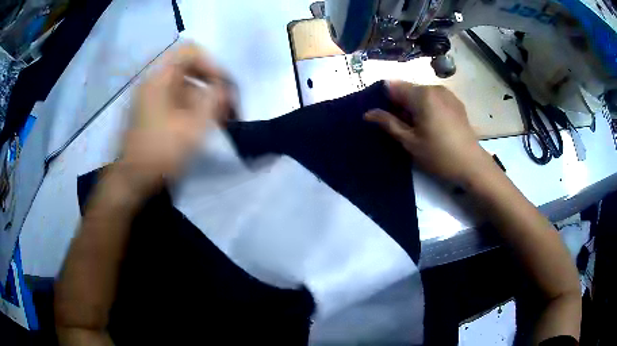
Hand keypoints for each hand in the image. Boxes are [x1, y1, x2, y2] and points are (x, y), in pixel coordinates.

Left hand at [118, 42, 233, 197]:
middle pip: (189, 71)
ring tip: (218, 122)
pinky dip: (192, 109)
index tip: (222, 85)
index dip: (210, 63)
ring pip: (184, 88)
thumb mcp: (193, 127)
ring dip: (203, 100)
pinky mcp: (151, 113)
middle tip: (226, 106)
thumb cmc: (160, 153)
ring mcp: (150, 98)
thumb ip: (213, 101)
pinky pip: (176, 101)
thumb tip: (224, 88)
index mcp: (159, 79)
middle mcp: (153, 83)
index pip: (189, 52)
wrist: (131, 181)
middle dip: (211, 86)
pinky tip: (202, 127)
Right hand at [365, 81, 493, 184]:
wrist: (471, 164)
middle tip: (403, 127)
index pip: (393, 86)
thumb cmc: (438, 154)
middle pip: (408, 89)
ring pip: (422, 94)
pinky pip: (435, 98)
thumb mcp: (410, 142)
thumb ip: (388, 123)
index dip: (386, 100)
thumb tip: (367, 113)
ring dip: (415, 106)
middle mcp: (434, 88)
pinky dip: (428, 107)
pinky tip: (433, 125)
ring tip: (419, 128)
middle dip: (401, 104)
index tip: (387, 118)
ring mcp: (447, 93)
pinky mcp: (456, 102)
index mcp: (422, 95)